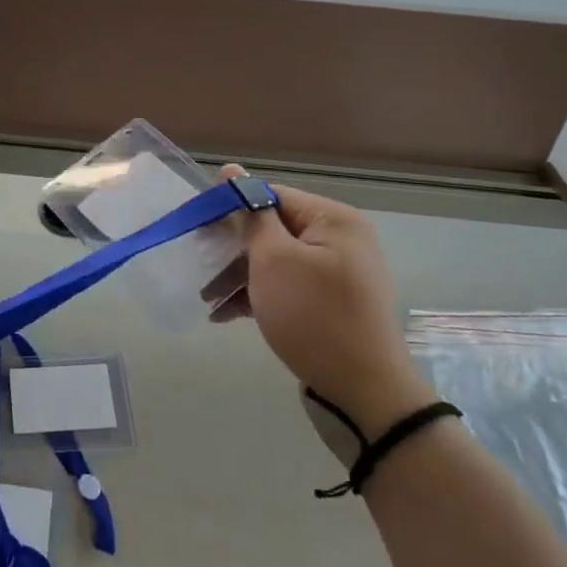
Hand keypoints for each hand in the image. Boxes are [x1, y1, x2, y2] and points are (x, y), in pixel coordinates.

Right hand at [204, 168, 432, 436]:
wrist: (366, 395)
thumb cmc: (314, 317)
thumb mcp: (273, 260)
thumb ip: (251, 215)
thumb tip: (231, 171)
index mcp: (333, 219)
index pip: (271, 196)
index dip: (233, 210)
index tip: (200, 230)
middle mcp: (341, 239)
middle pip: (273, 230)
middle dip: (234, 251)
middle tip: (200, 268)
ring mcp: (339, 274)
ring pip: (277, 262)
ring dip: (241, 277)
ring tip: (208, 300)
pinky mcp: (333, 304)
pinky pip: (289, 287)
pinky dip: (261, 296)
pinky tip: (227, 315)